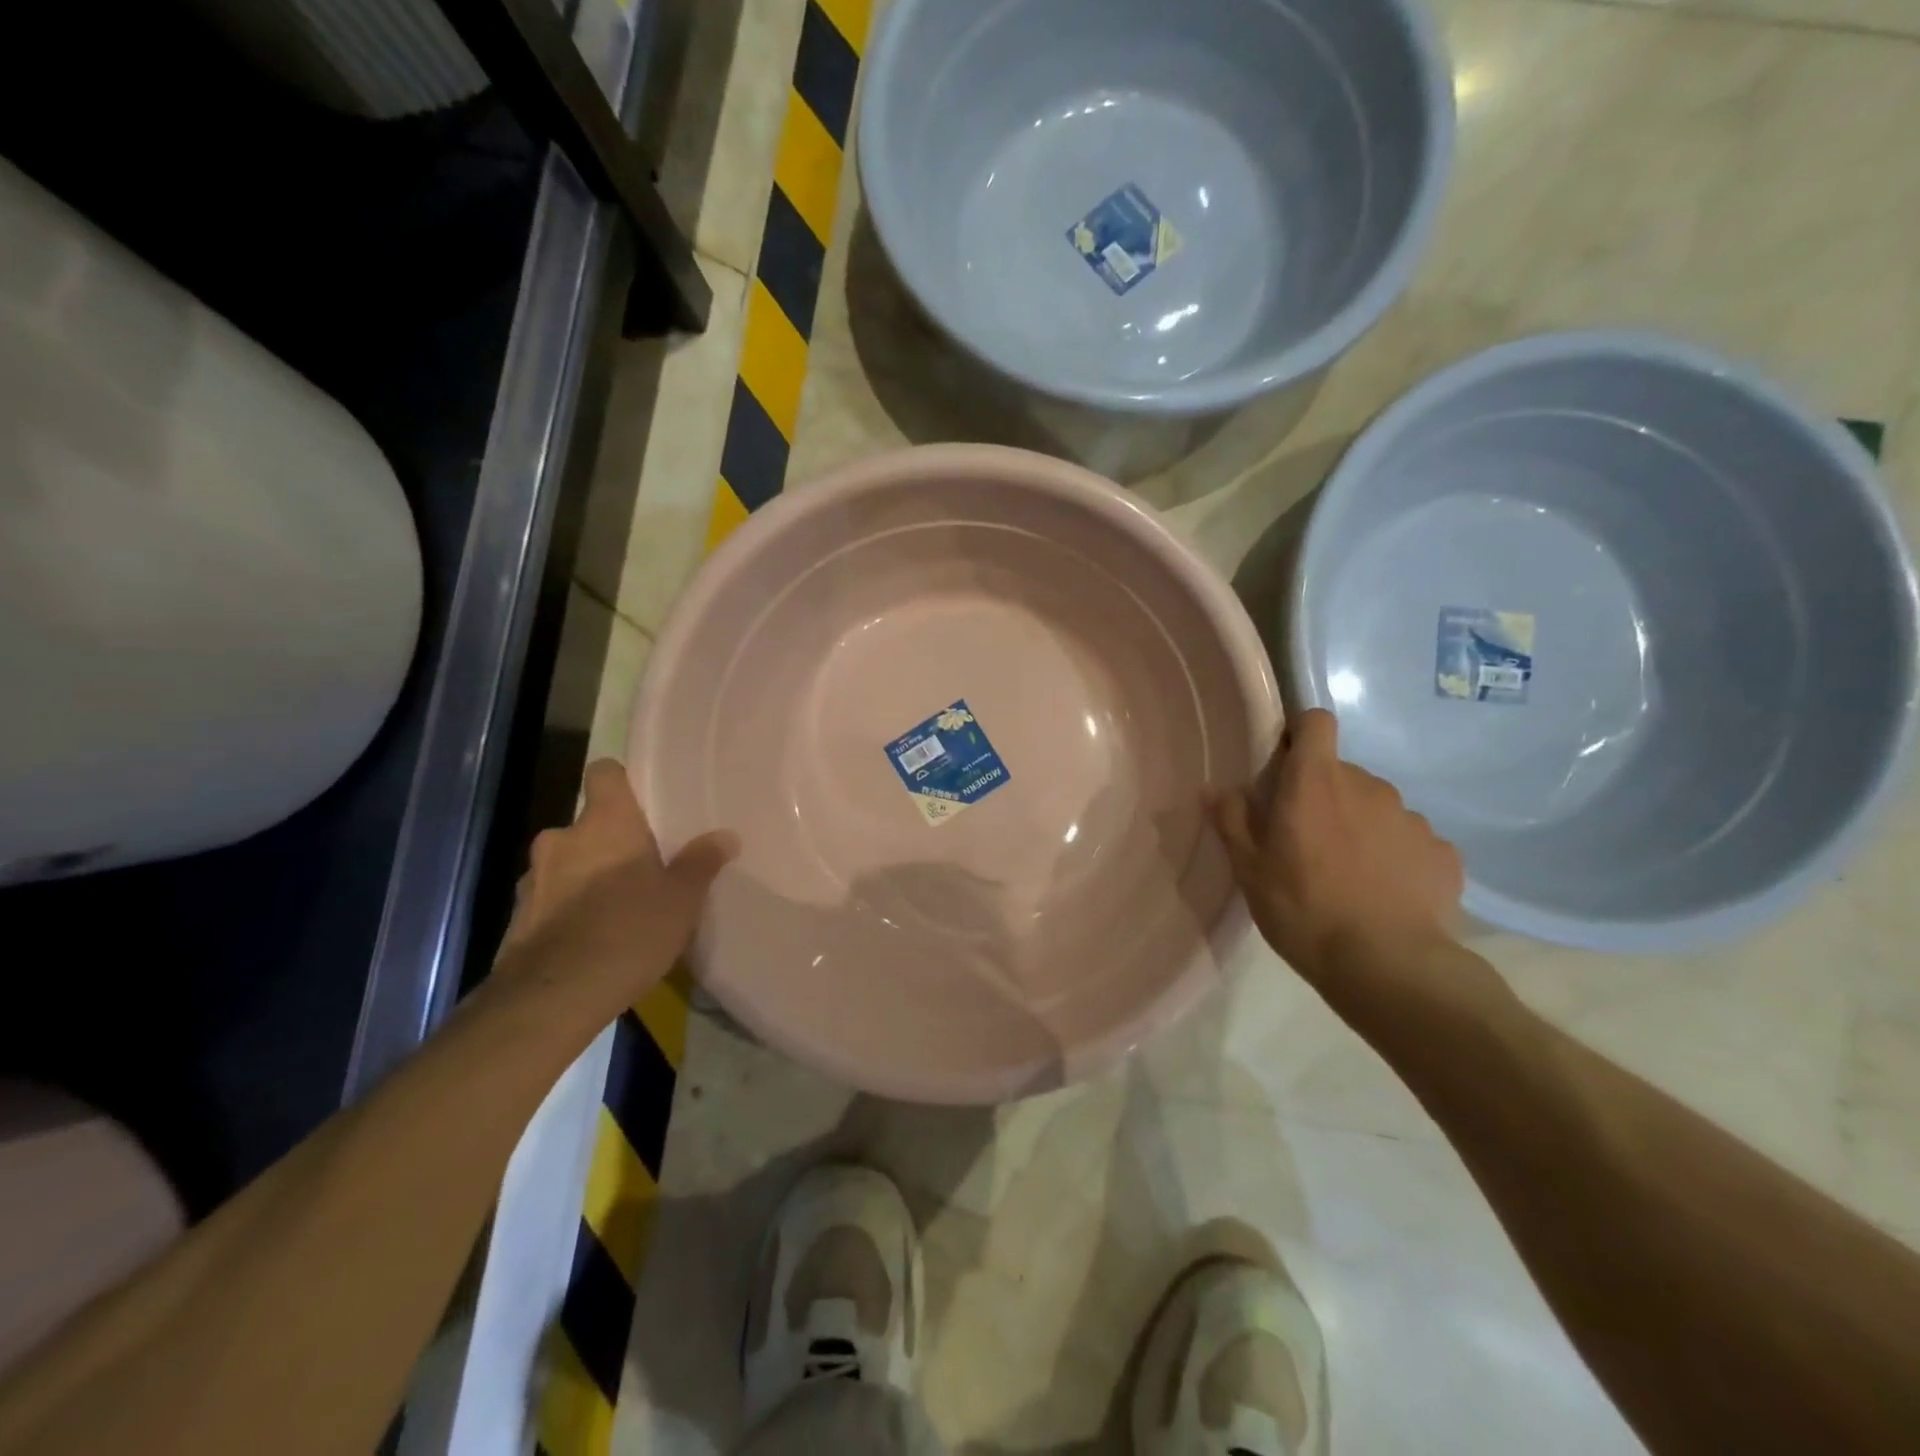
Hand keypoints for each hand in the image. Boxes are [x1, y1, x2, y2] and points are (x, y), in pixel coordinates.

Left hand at [492, 760, 736, 1026]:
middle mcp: (562, 839)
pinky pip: (551, 898)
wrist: (554, 997)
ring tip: (617, 907)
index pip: (605, 773)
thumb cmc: (629, 930)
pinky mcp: (518, 917)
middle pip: (588, 823)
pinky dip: (568, 909)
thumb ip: (701, 863)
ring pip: (567, 862)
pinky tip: (592, 937)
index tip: (643, 801)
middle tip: (642, 866)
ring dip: (586, 875)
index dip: (622, 781)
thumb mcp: (682, 898)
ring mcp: (534, 878)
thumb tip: (725, 836)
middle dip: (610, 841)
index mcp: (605, 822)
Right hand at [1210, 709, 1465, 992]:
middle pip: (1342, 774)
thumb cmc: (1303, 910)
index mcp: (1315, 782)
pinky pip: (1410, 841)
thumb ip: (1231, 820)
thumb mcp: (1249, 870)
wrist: (1388, 966)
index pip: (1317, 722)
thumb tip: (1215, 787)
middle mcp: (1367, 786)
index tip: (1287, 766)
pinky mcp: (1442, 852)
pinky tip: (1386, 895)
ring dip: (1361, 827)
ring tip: (1350, 876)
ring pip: (1377, 807)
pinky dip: (1396, 857)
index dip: (1302, 735)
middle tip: (1308, 843)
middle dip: (1325, 797)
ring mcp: (1411, 817)